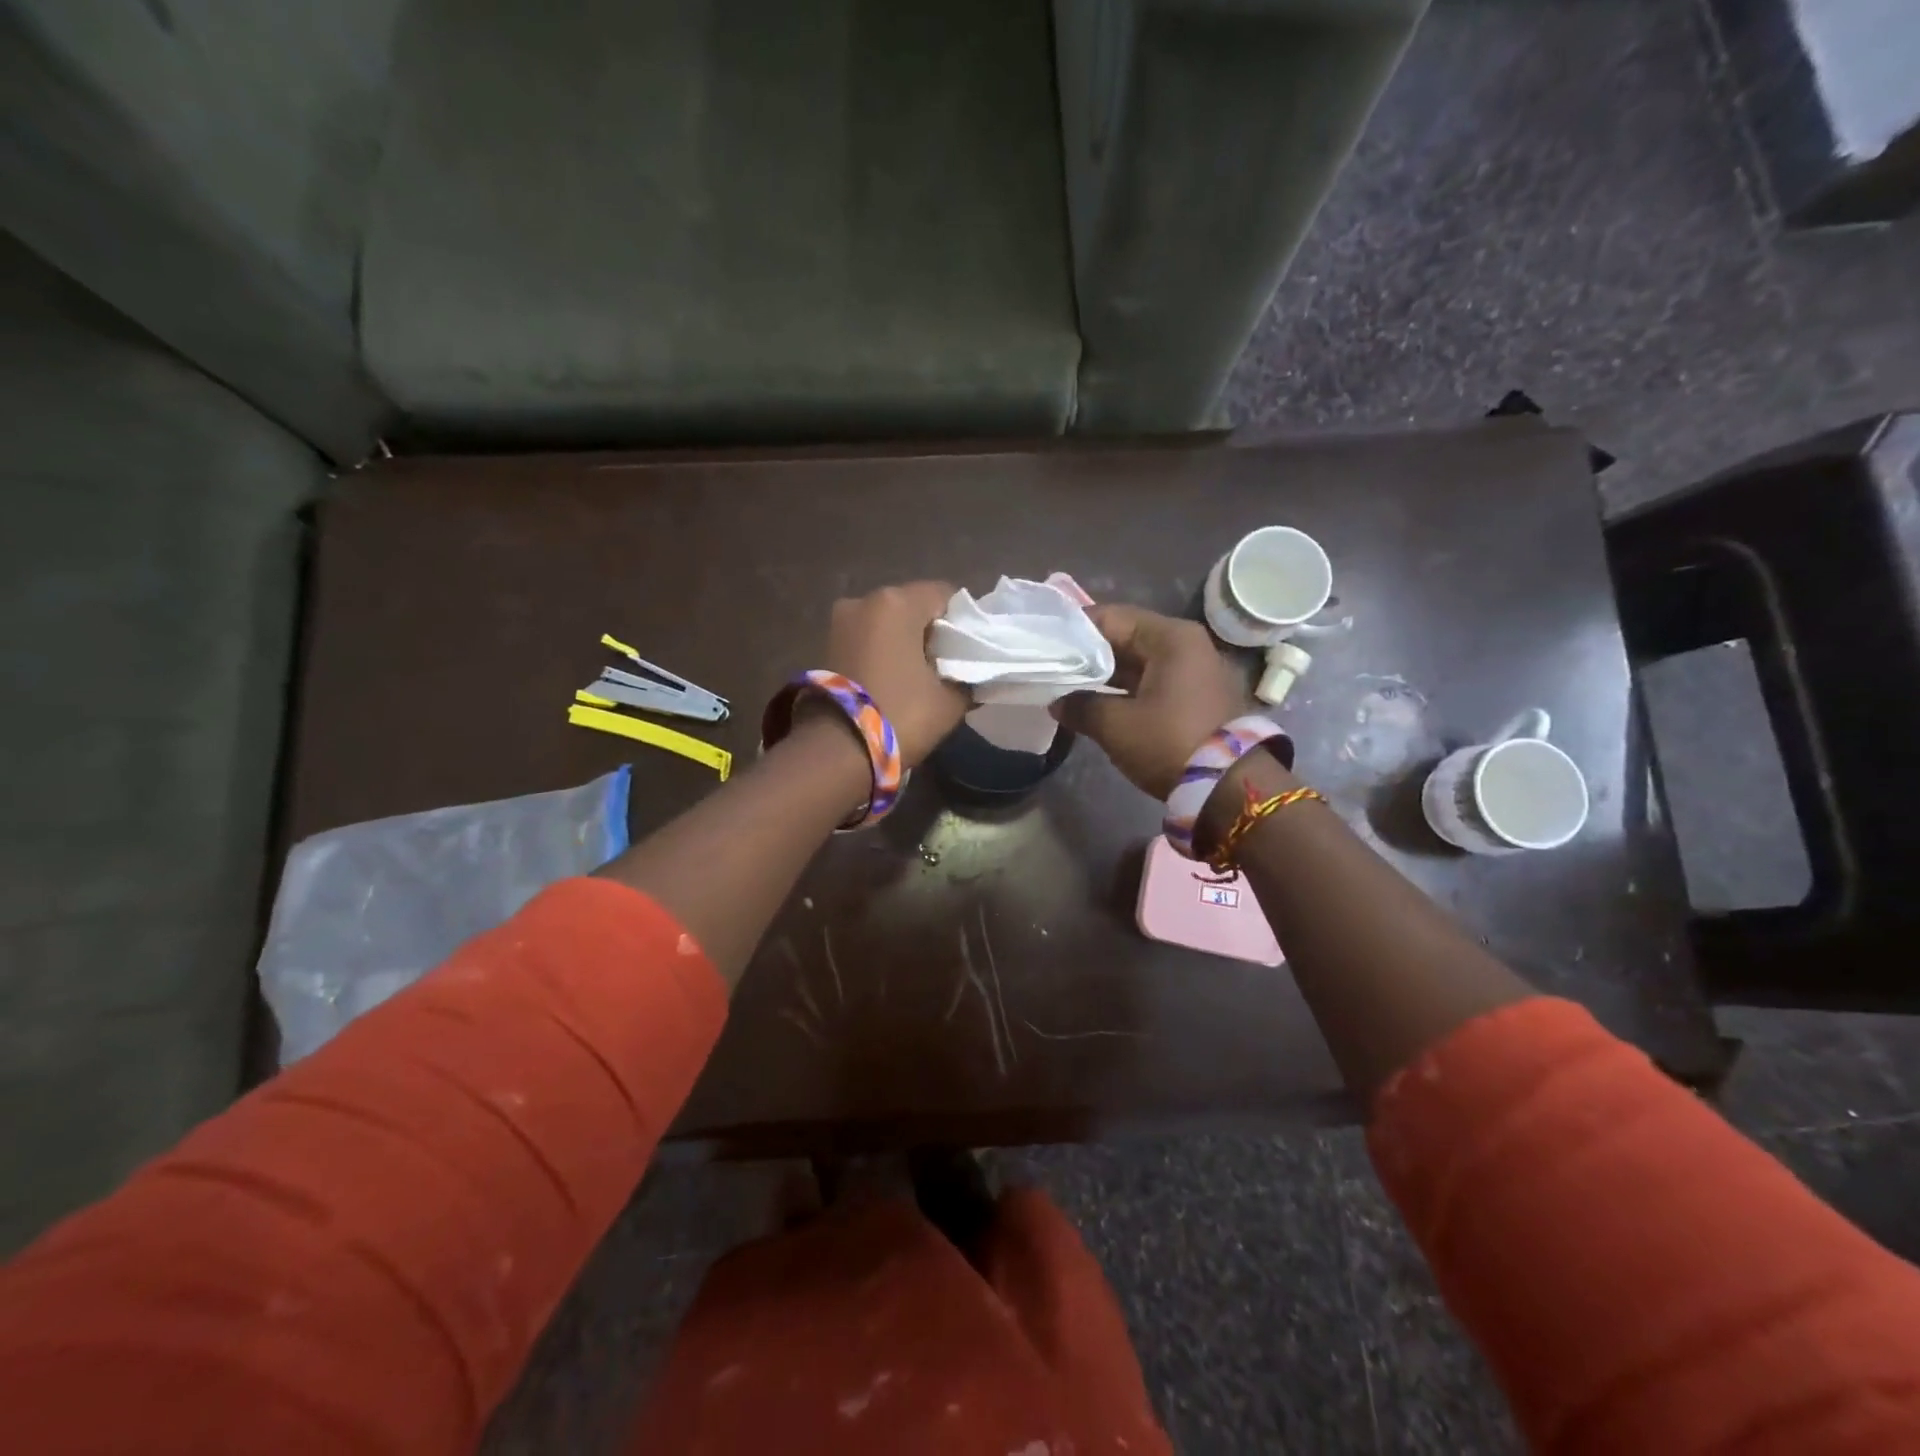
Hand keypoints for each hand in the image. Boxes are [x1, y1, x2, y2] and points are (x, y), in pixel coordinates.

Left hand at [824, 582, 969, 767]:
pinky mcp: (827, 645)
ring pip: (888, 623)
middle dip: (931, 631)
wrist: (838, 751)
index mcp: (897, 602)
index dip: (963, 621)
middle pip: (913, 606)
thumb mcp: (950, 700)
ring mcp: (840, 621)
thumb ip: (967, 677)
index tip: (969, 651)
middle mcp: (864, 600)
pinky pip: (868, 639)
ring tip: (920, 677)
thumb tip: (970, 673)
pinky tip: (894, 680)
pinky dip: (883, 652)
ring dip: (904, 642)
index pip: (945, 595)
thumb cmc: (901, 716)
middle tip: (947, 665)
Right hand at [1052, 604, 1249, 798]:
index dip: (1075, 629)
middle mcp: (1186, 645)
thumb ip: (1081, 706)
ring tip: (1067, 685)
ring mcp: (1195, 670)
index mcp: (1170, 638)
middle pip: (1126, 637)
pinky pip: (1152, 681)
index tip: (1046, 642)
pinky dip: (1125, 689)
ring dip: (1105, 674)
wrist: (1230, 786)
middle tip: (1052, 665)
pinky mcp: (1196, 696)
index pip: (1111, 617)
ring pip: (1138, 662)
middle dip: (1088, 653)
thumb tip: (1058, 702)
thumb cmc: (1169, 742)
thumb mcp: (1116, 725)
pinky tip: (1097, 702)